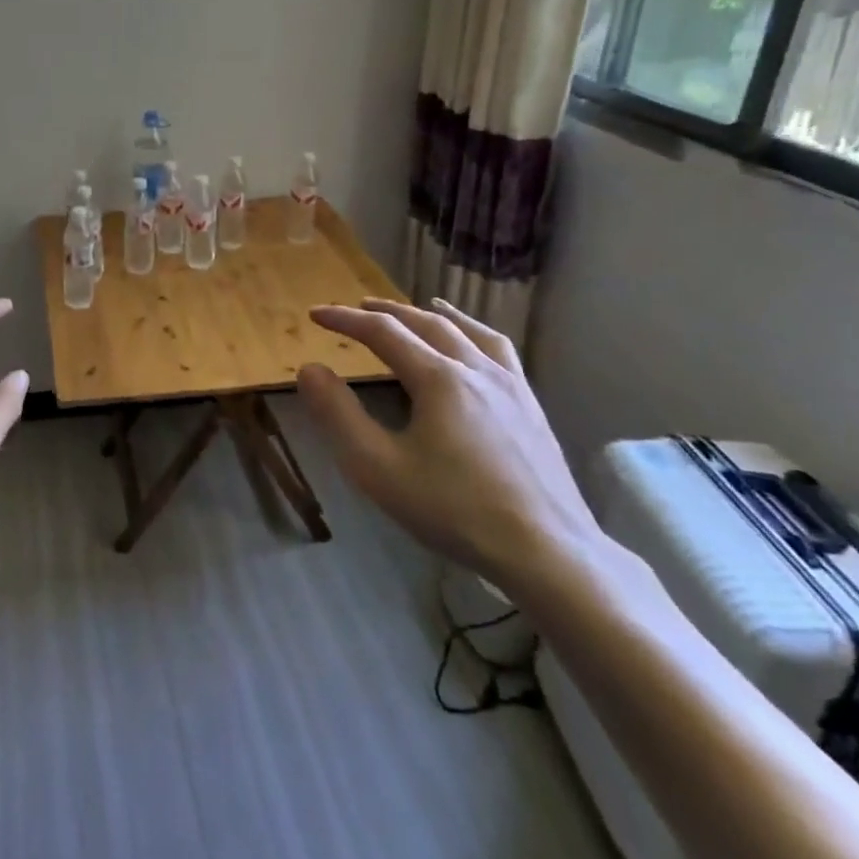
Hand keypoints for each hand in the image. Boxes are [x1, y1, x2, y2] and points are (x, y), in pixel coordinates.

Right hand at [295, 298, 602, 590]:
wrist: (548, 552)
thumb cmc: (453, 509)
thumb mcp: (377, 467)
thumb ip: (338, 414)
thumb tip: (310, 369)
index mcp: (438, 378)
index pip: (383, 333)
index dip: (345, 319)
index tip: (315, 314)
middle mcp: (476, 369)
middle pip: (426, 323)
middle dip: (386, 312)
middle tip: (356, 308)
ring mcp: (512, 386)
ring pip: (468, 331)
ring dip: (433, 315)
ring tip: (419, 307)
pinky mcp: (532, 406)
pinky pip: (500, 351)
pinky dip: (475, 333)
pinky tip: (474, 346)